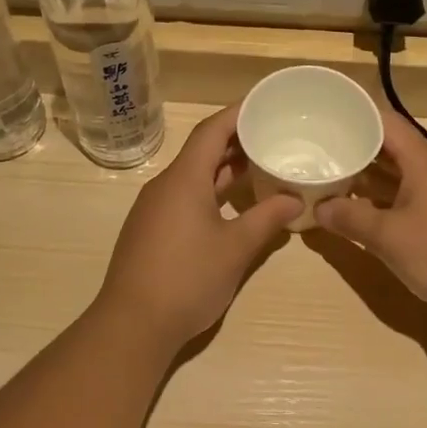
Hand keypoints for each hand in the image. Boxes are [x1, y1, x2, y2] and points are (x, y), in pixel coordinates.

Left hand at [93, 105, 301, 344]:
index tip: (265, 102)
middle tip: (272, 133)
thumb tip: (294, 198)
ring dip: (223, 168)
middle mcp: (165, 185)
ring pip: (193, 175)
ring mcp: (155, 208)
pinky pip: (185, 196)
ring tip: (259, 164)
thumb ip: (266, 219)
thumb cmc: (187, 279)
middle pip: (201, 150)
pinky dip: (210, 191)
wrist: (132, 325)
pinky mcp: (152, 230)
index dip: (238, 113)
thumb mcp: (235, 248)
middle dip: (236, 140)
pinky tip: (233, 204)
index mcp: (184, 179)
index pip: (211, 130)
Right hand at [314, 113, 426, 324]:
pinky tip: (353, 212)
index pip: (383, 122)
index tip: (321, 119)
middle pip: (386, 148)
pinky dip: (377, 202)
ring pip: (393, 176)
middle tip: (313, 151)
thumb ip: (350, 219)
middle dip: (352, 149)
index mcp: (421, 161)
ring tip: (325, 178)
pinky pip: (401, 200)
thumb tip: (317, 208)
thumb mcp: (388, 236)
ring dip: (363, 178)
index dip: (354, 116)